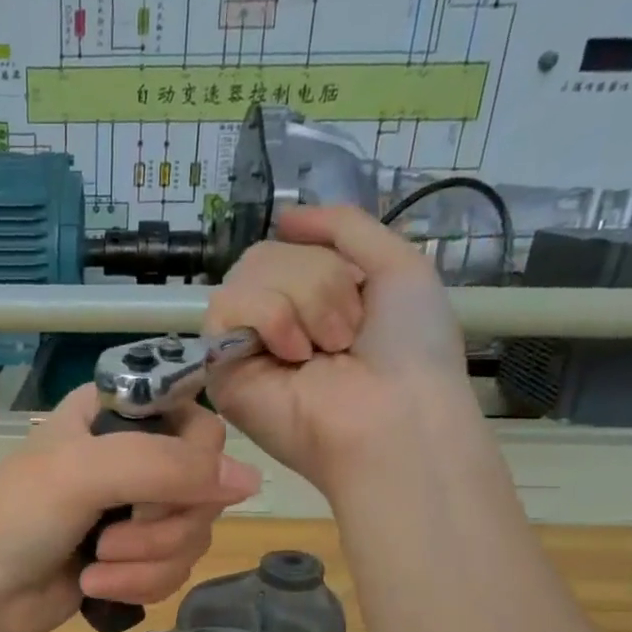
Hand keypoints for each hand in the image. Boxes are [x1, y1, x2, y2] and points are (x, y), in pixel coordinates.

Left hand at [0, 384, 260, 631]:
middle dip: (161, 528)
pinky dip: (139, 584)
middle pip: (205, 488)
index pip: (200, 424)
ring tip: (95, 567)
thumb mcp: (85, 473)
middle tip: (110, 537)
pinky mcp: (134, 559)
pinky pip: (176, 570)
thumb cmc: (16, 516)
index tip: (163, 489)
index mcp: (119, 416)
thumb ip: (167, 466)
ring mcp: (136, 512)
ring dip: (146, 562)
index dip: (194, 463)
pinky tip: (96, 588)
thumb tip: (250, 481)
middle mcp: (136, 458)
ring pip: (193, 537)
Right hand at [206, 206, 469, 491]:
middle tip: (346, 334)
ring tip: (324, 350)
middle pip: (266, 255)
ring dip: (304, 300)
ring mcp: (245, 346)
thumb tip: (284, 215)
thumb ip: (344, 226)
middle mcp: (273, 322)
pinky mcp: (221, 370)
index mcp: (310, 299)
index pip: (288, 246)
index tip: (361, 297)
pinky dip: (271, 317)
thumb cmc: (410, 349)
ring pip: (248, 273)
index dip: (325, 259)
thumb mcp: (397, 263)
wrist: (394, 415)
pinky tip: (294, 355)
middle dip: (320, 280)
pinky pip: (227, 306)